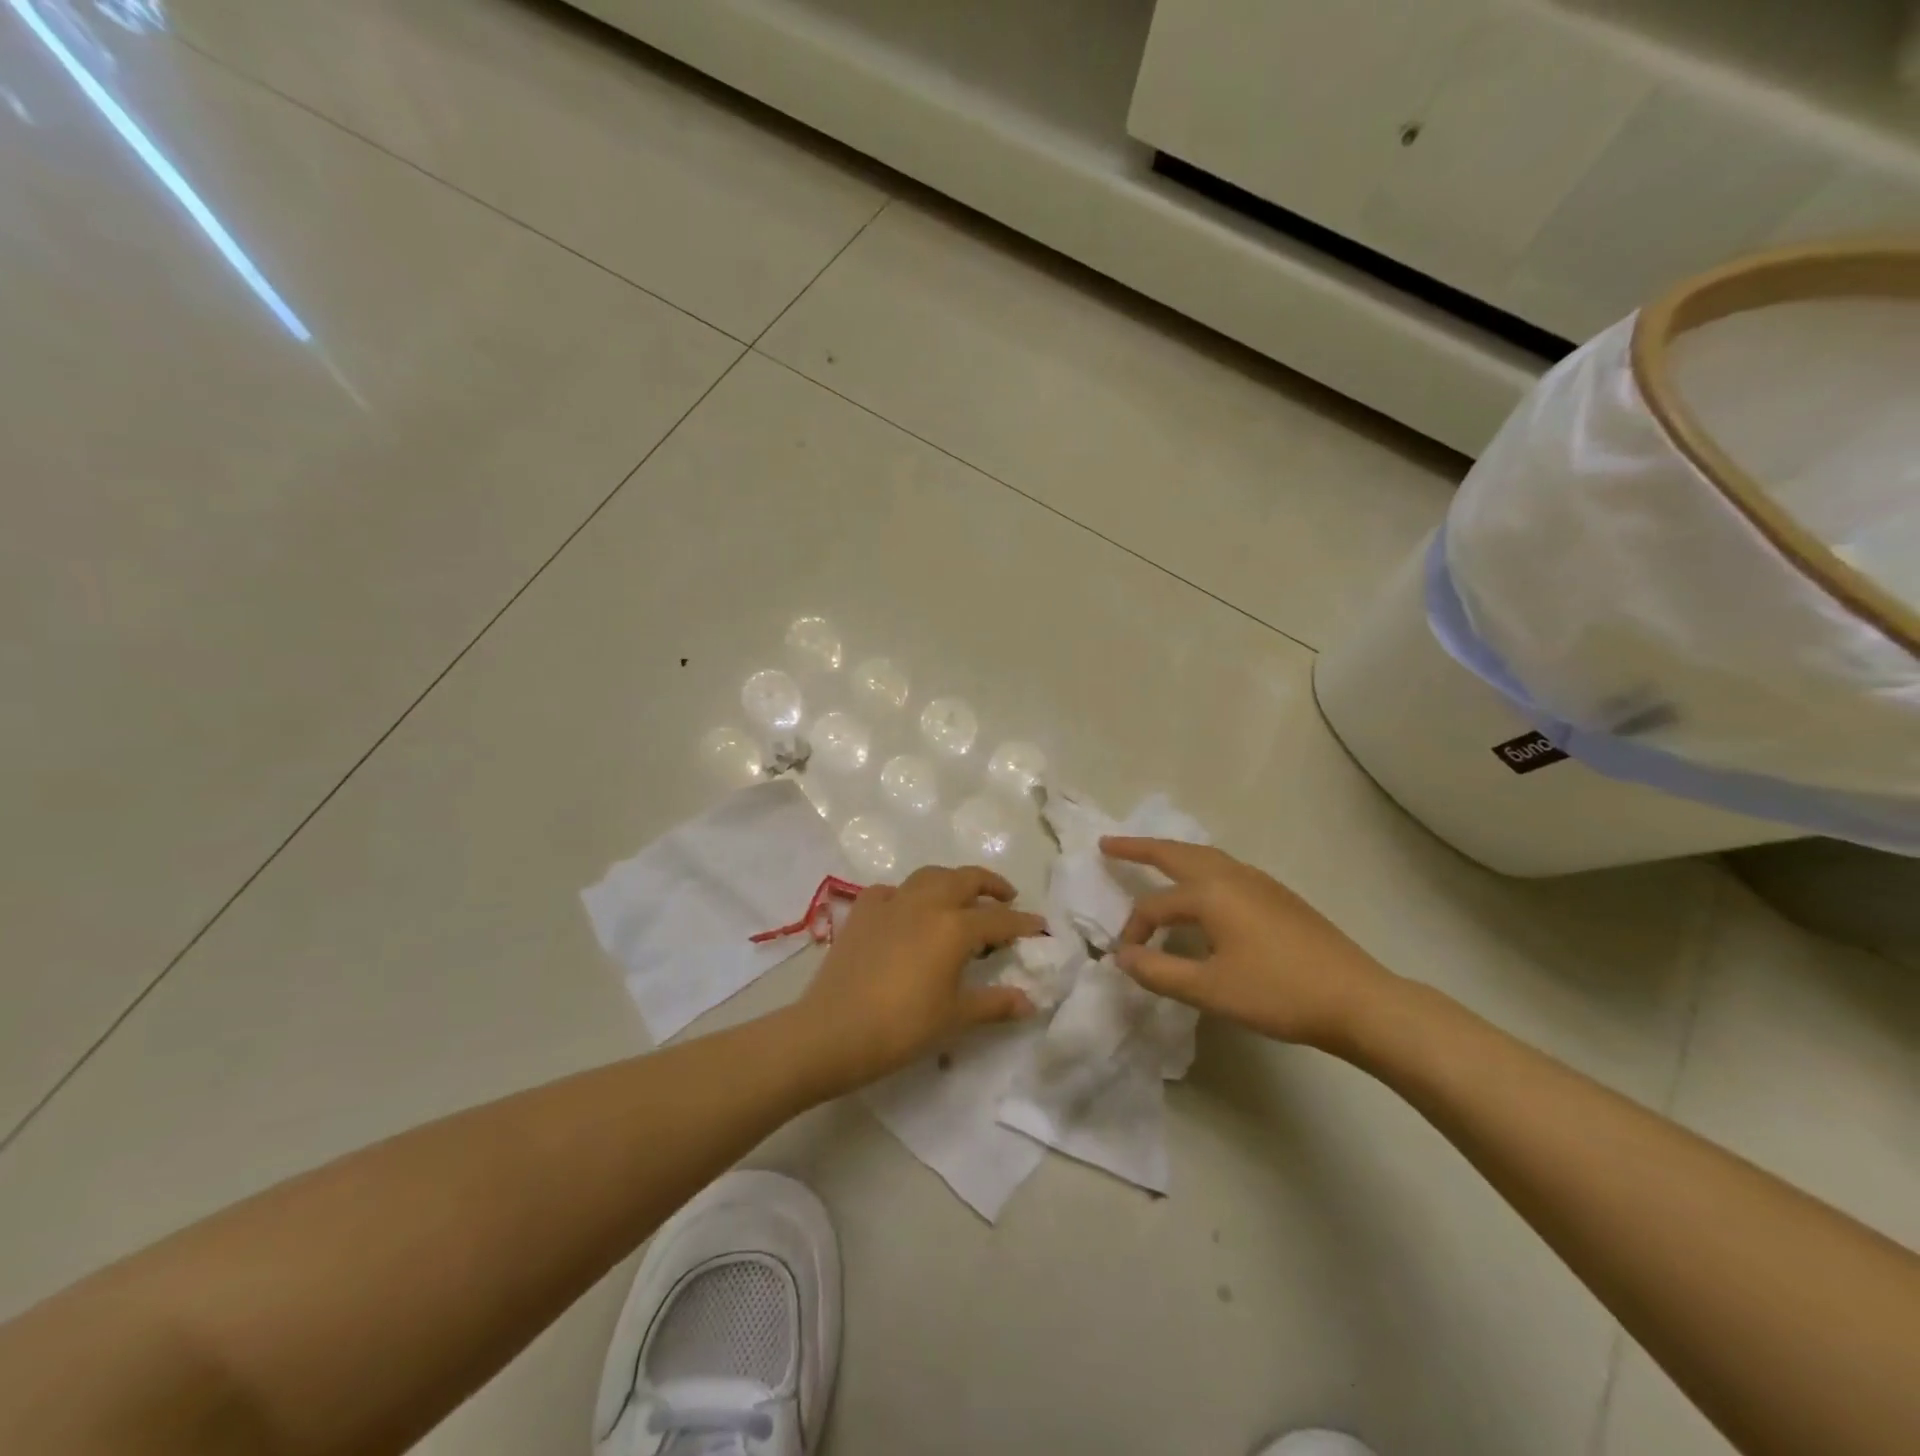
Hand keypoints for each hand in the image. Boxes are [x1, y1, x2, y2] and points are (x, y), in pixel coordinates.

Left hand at [793, 865, 1045, 1091]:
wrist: (833, 1031)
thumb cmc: (901, 1027)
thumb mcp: (954, 1018)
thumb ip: (994, 1004)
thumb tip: (1029, 1001)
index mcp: (953, 927)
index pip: (998, 919)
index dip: (1023, 923)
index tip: (1041, 927)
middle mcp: (925, 903)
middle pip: (965, 879)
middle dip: (991, 885)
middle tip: (1006, 898)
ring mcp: (891, 902)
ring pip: (929, 876)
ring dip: (952, 881)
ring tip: (962, 897)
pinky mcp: (862, 912)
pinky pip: (891, 891)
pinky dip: (908, 894)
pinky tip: (908, 910)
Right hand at [1101, 837, 1399, 1053]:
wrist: (1357, 999)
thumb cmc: (1278, 993)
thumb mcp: (1210, 989)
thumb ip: (1159, 972)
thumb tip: (1122, 956)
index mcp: (1211, 893)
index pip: (1155, 906)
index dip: (1135, 931)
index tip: (1127, 959)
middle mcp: (1232, 876)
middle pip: (1176, 852)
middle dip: (1140, 847)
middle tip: (1108, 843)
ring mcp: (1258, 882)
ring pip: (1204, 856)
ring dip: (1171, 854)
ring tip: (1150, 858)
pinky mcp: (1277, 895)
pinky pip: (1224, 868)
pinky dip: (1197, 868)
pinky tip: (1201, 891)